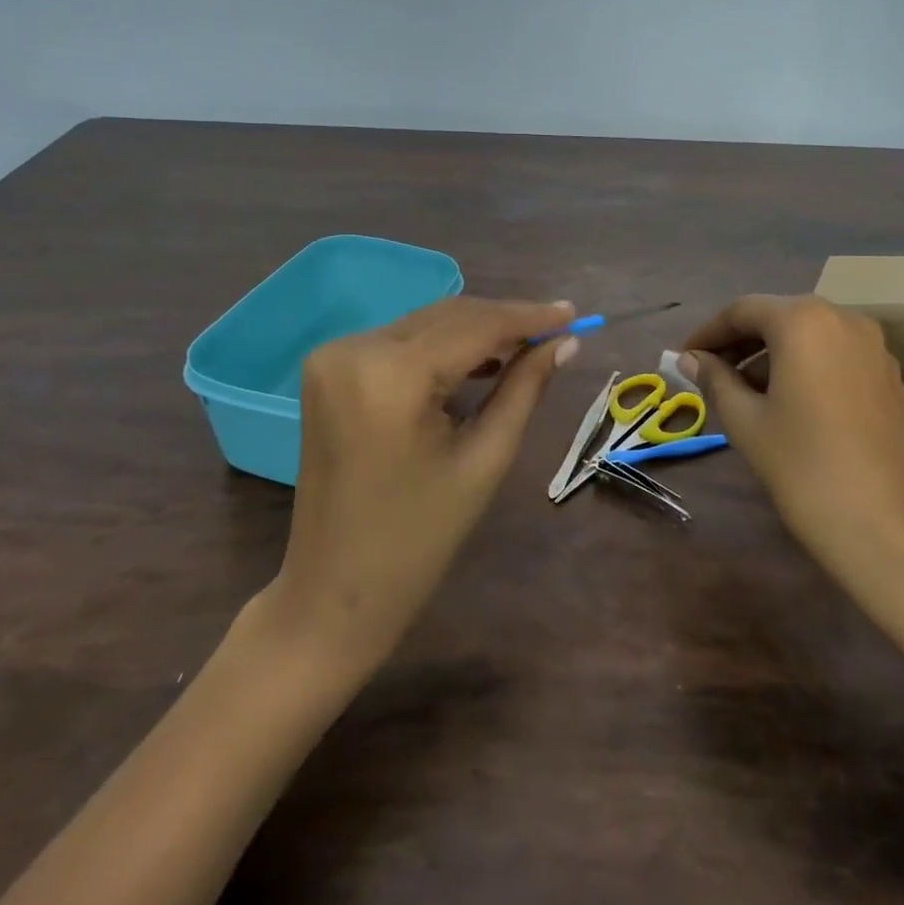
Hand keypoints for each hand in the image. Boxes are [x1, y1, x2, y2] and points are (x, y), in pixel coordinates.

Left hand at [268, 297, 578, 674]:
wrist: (335, 590)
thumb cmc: (420, 538)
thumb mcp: (485, 459)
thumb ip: (525, 388)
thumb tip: (566, 343)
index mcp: (391, 375)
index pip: (474, 326)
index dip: (529, 316)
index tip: (574, 314)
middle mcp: (354, 349)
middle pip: (448, 317)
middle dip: (504, 322)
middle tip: (557, 332)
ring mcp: (334, 356)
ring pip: (425, 325)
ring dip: (476, 332)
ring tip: (527, 348)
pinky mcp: (328, 368)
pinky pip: (400, 342)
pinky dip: (442, 346)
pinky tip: (479, 361)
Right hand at [679, 295, 903, 593]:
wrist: (882, 526)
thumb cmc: (802, 466)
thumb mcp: (745, 420)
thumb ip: (714, 379)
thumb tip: (690, 358)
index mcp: (803, 321)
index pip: (742, 311)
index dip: (708, 332)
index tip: (684, 357)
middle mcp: (843, 319)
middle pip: (779, 317)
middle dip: (741, 342)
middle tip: (710, 372)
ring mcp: (874, 347)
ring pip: (810, 336)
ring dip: (774, 355)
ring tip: (746, 392)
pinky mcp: (890, 377)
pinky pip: (837, 355)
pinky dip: (807, 366)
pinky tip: (791, 402)